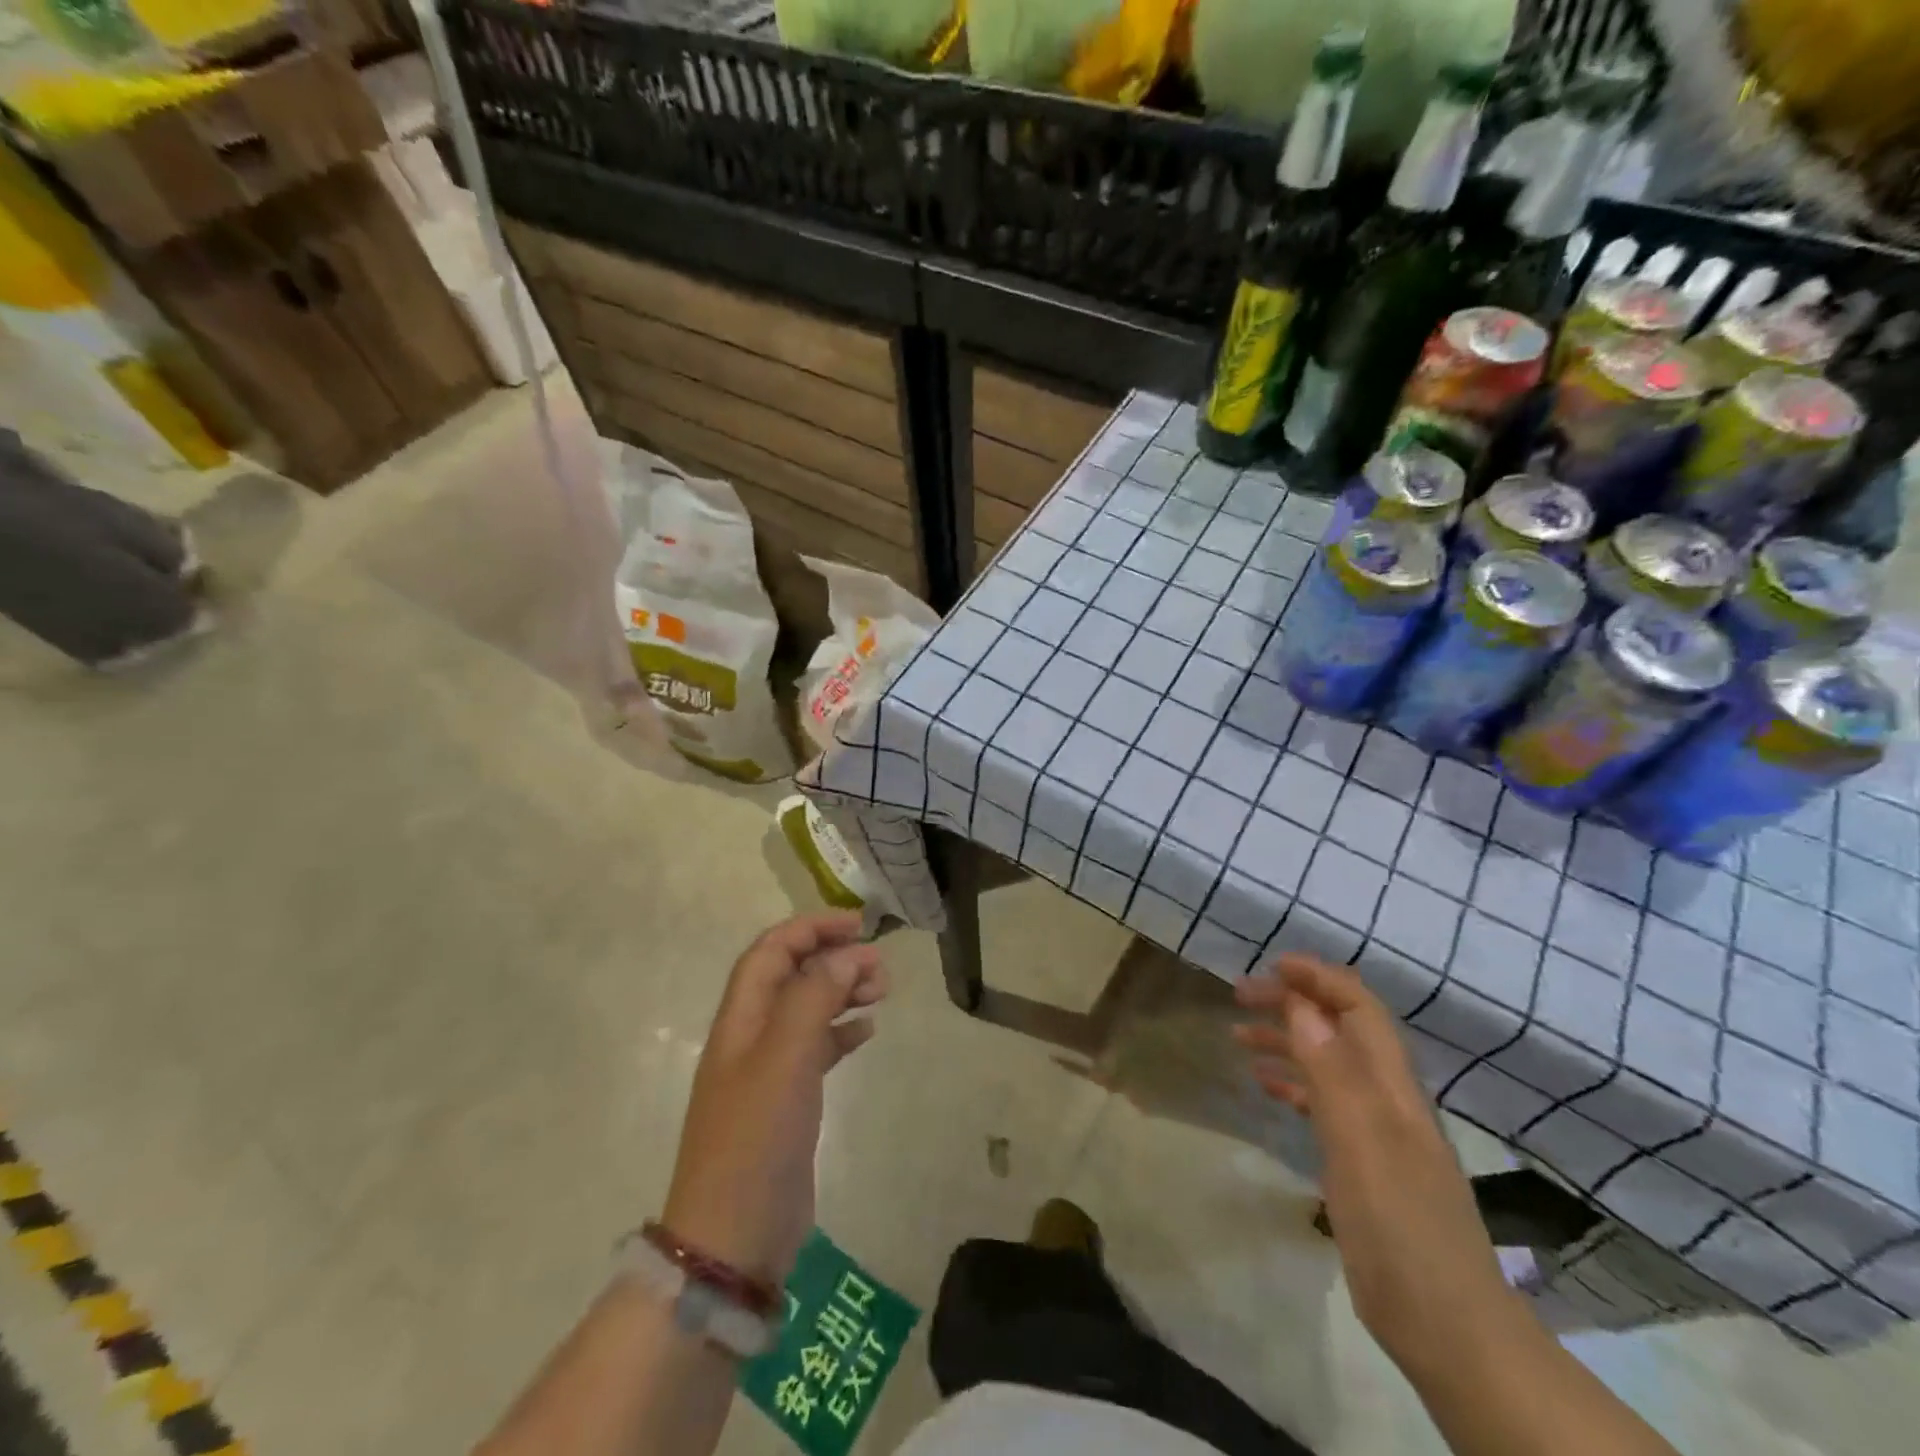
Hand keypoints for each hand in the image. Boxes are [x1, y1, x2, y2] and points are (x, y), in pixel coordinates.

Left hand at [662, 913, 887, 1287]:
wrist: (733, 1238)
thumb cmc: (756, 1139)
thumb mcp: (785, 1058)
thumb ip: (814, 998)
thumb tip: (848, 954)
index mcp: (741, 1019)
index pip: (771, 951)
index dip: (810, 929)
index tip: (858, 926)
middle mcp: (752, 1037)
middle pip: (791, 976)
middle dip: (833, 958)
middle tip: (880, 966)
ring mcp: (769, 1071)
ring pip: (808, 1009)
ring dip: (842, 991)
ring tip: (881, 991)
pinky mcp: (788, 1101)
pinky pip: (818, 1048)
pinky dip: (842, 1032)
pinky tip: (867, 1030)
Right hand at [1235, 955, 1518, 1377]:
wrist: (1449, 1328)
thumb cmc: (1401, 1228)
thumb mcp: (1360, 1143)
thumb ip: (1331, 1071)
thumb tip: (1301, 1003)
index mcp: (1392, 1086)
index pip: (1360, 1009)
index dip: (1320, 978)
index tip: (1272, 966)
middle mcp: (1387, 1098)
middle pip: (1341, 1029)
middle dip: (1295, 1002)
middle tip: (1240, 995)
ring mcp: (1377, 1132)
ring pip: (1328, 1063)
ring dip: (1287, 1039)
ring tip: (1237, 1033)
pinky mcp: (1364, 1163)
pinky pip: (1324, 1102)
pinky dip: (1293, 1083)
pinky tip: (1265, 1086)